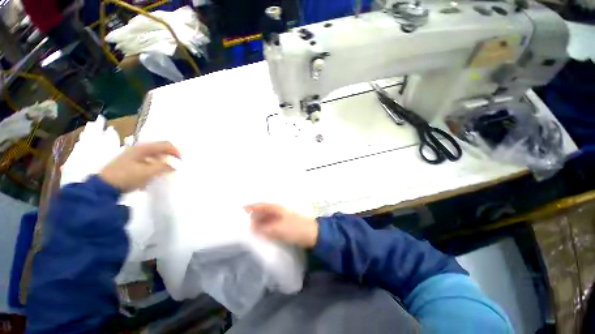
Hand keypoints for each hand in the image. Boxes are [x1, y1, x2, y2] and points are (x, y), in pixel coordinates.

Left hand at [99, 141, 180, 192]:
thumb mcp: (148, 172)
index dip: (177, 151)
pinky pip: (149, 160)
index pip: (166, 145)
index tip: (182, 161)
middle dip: (171, 156)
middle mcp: (139, 148)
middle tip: (177, 165)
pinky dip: (156, 164)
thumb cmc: (127, 177)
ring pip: (155, 155)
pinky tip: (155, 173)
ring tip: (167, 170)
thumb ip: (164, 167)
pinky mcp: (131, 162)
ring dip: (164, 161)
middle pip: (161, 148)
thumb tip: (176, 165)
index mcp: (144, 148)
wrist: (104, 187)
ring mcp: (134, 154)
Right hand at [245, 203, 318, 247]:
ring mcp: (281, 218)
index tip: (240, 210)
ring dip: (258, 222)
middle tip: (240, 222)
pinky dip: (264, 228)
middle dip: (253, 216)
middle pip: (263, 212)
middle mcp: (278, 211)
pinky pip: (270, 225)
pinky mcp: (283, 226)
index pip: (261, 206)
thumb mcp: (279, 228)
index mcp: (277, 208)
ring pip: (266, 219)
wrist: (312, 234)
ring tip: (247, 228)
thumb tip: (252, 227)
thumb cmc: (296, 228)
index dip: (251, 207)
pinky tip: (259, 233)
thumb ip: (265, 228)